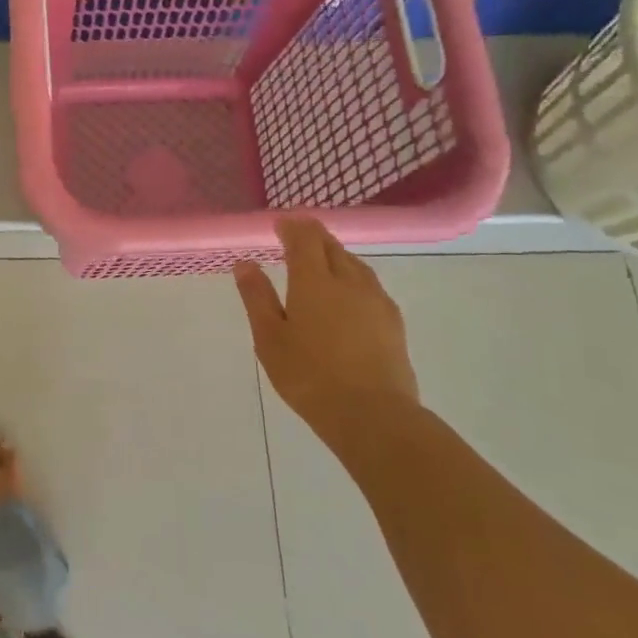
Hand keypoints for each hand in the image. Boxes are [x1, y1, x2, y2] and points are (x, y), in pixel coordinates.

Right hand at [234, 219, 421, 444]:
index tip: (280, 223)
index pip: (304, 239)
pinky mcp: (393, 321)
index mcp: (314, 282)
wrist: (372, 414)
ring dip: (336, 254)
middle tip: (298, 235)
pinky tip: (350, 292)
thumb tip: (245, 264)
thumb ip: (257, 297)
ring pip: (355, 264)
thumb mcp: (270, 338)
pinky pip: (370, 284)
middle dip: (313, 236)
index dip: (292, 226)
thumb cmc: (309, 376)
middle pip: (332, 246)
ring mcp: (376, 300)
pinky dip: (354, 276)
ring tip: (322, 259)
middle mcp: (348, 281)